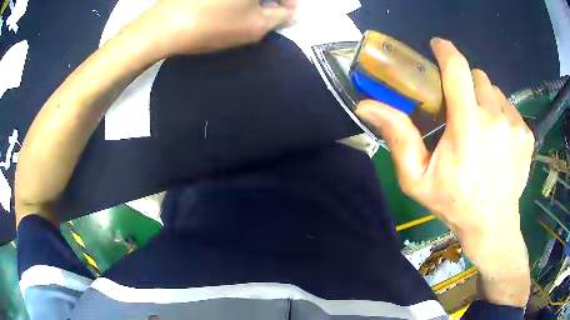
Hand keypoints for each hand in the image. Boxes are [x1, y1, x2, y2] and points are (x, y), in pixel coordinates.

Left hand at [134, 0, 296, 56]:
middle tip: (267, 14)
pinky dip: (234, 0)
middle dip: (271, 0)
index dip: (289, 2)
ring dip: (253, 0)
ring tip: (246, 12)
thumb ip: (280, 17)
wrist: (163, 26)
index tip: (286, 15)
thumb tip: (289, 12)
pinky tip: (228, 7)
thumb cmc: (212, 25)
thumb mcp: (255, 27)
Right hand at [355, 38, 532, 305]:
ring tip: (480, 126)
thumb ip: (398, 137)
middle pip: (477, 76)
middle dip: (466, 83)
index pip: (457, 68)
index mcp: (467, 125)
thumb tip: (367, 105)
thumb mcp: (417, 177)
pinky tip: (497, 138)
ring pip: (495, 91)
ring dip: (484, 99)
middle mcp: (494, 117)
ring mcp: (514, 125)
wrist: (492, 224)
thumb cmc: (454, 202)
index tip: (438, 45)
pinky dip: (501, 114)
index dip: (445, 50)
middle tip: (460, 107)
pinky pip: (510, 107)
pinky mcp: (526, 134)